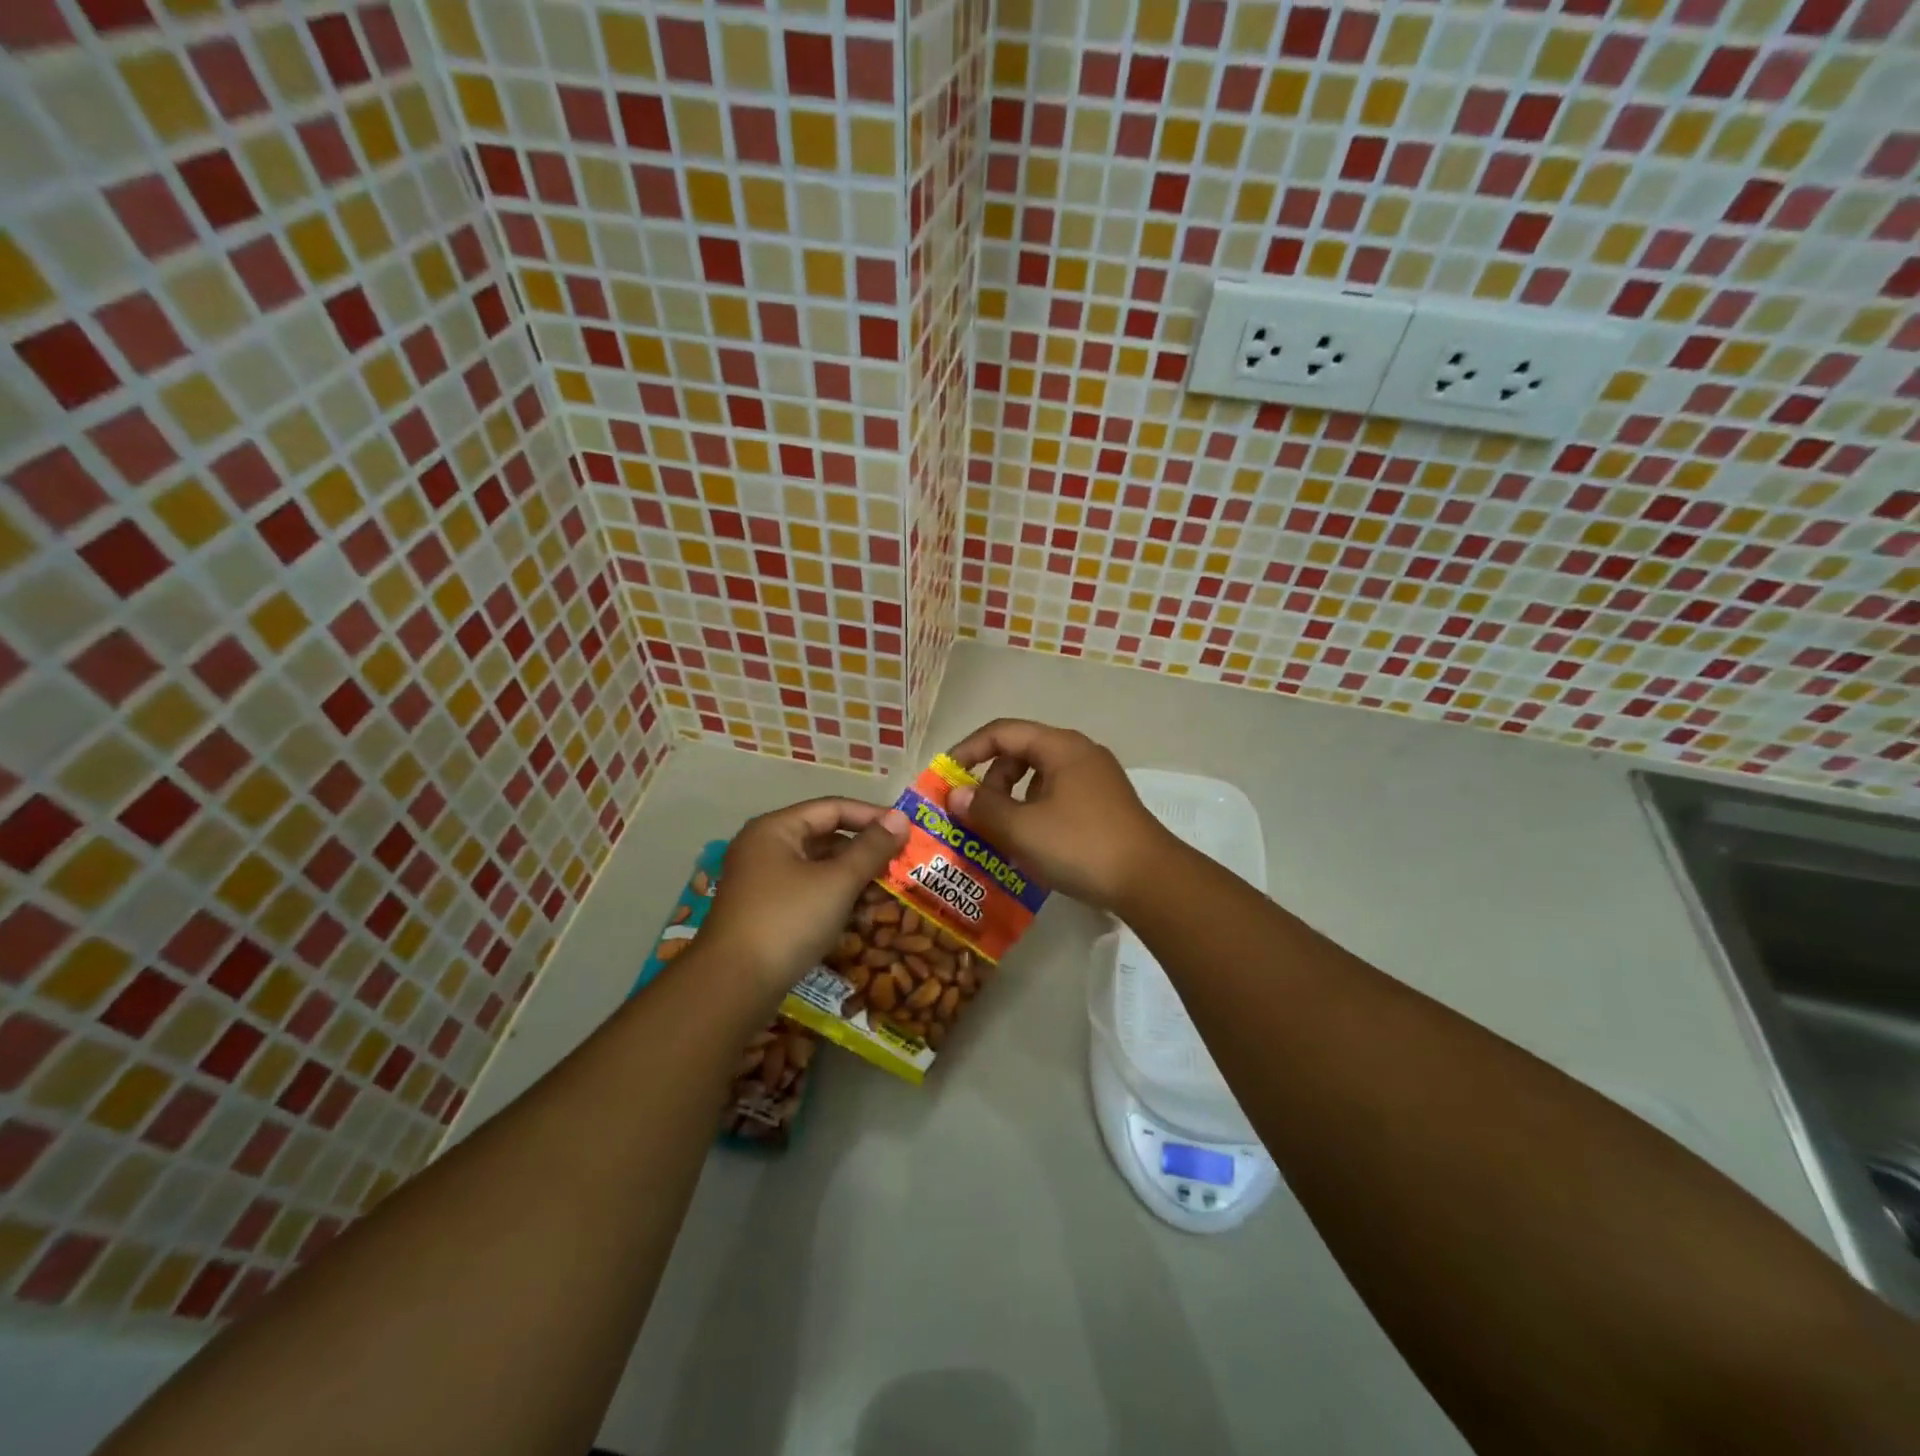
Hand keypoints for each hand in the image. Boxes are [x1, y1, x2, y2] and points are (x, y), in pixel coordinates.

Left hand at [697, 798, 908, 995]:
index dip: (871, 816)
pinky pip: (807, 891)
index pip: (832, 808)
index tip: (906, 830)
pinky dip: (834, 896)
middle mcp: (764, 847)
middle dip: (863, 849)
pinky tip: (859, 913)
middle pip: (823, 836)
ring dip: (852, 875)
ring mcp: (761, 881)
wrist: (733, 986)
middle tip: (900, 862)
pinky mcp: (764, 911)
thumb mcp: (837, 882)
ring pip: (816, 867)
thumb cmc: (788, 921)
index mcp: (775, 829)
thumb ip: (871, 848)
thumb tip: (901, 817)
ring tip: (887, 889)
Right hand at [945, 720, 1171, 912]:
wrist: (1150, 881)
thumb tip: (955, 794)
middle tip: (973, 813)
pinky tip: (1028, 845)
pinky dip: (1033, 813)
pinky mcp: (1103, 806)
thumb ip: (983, 808)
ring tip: (998, 834)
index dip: (968, 750)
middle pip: (1021, 753)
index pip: (1002, 732)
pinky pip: (1056, 797)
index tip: (945, 776)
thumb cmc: (1081, 845)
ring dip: (1011, 800)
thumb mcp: (1023, 829)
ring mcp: (1095, 780)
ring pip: (1039, 778)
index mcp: (1060, 747)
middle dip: (990, 780)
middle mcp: (1079, 754)